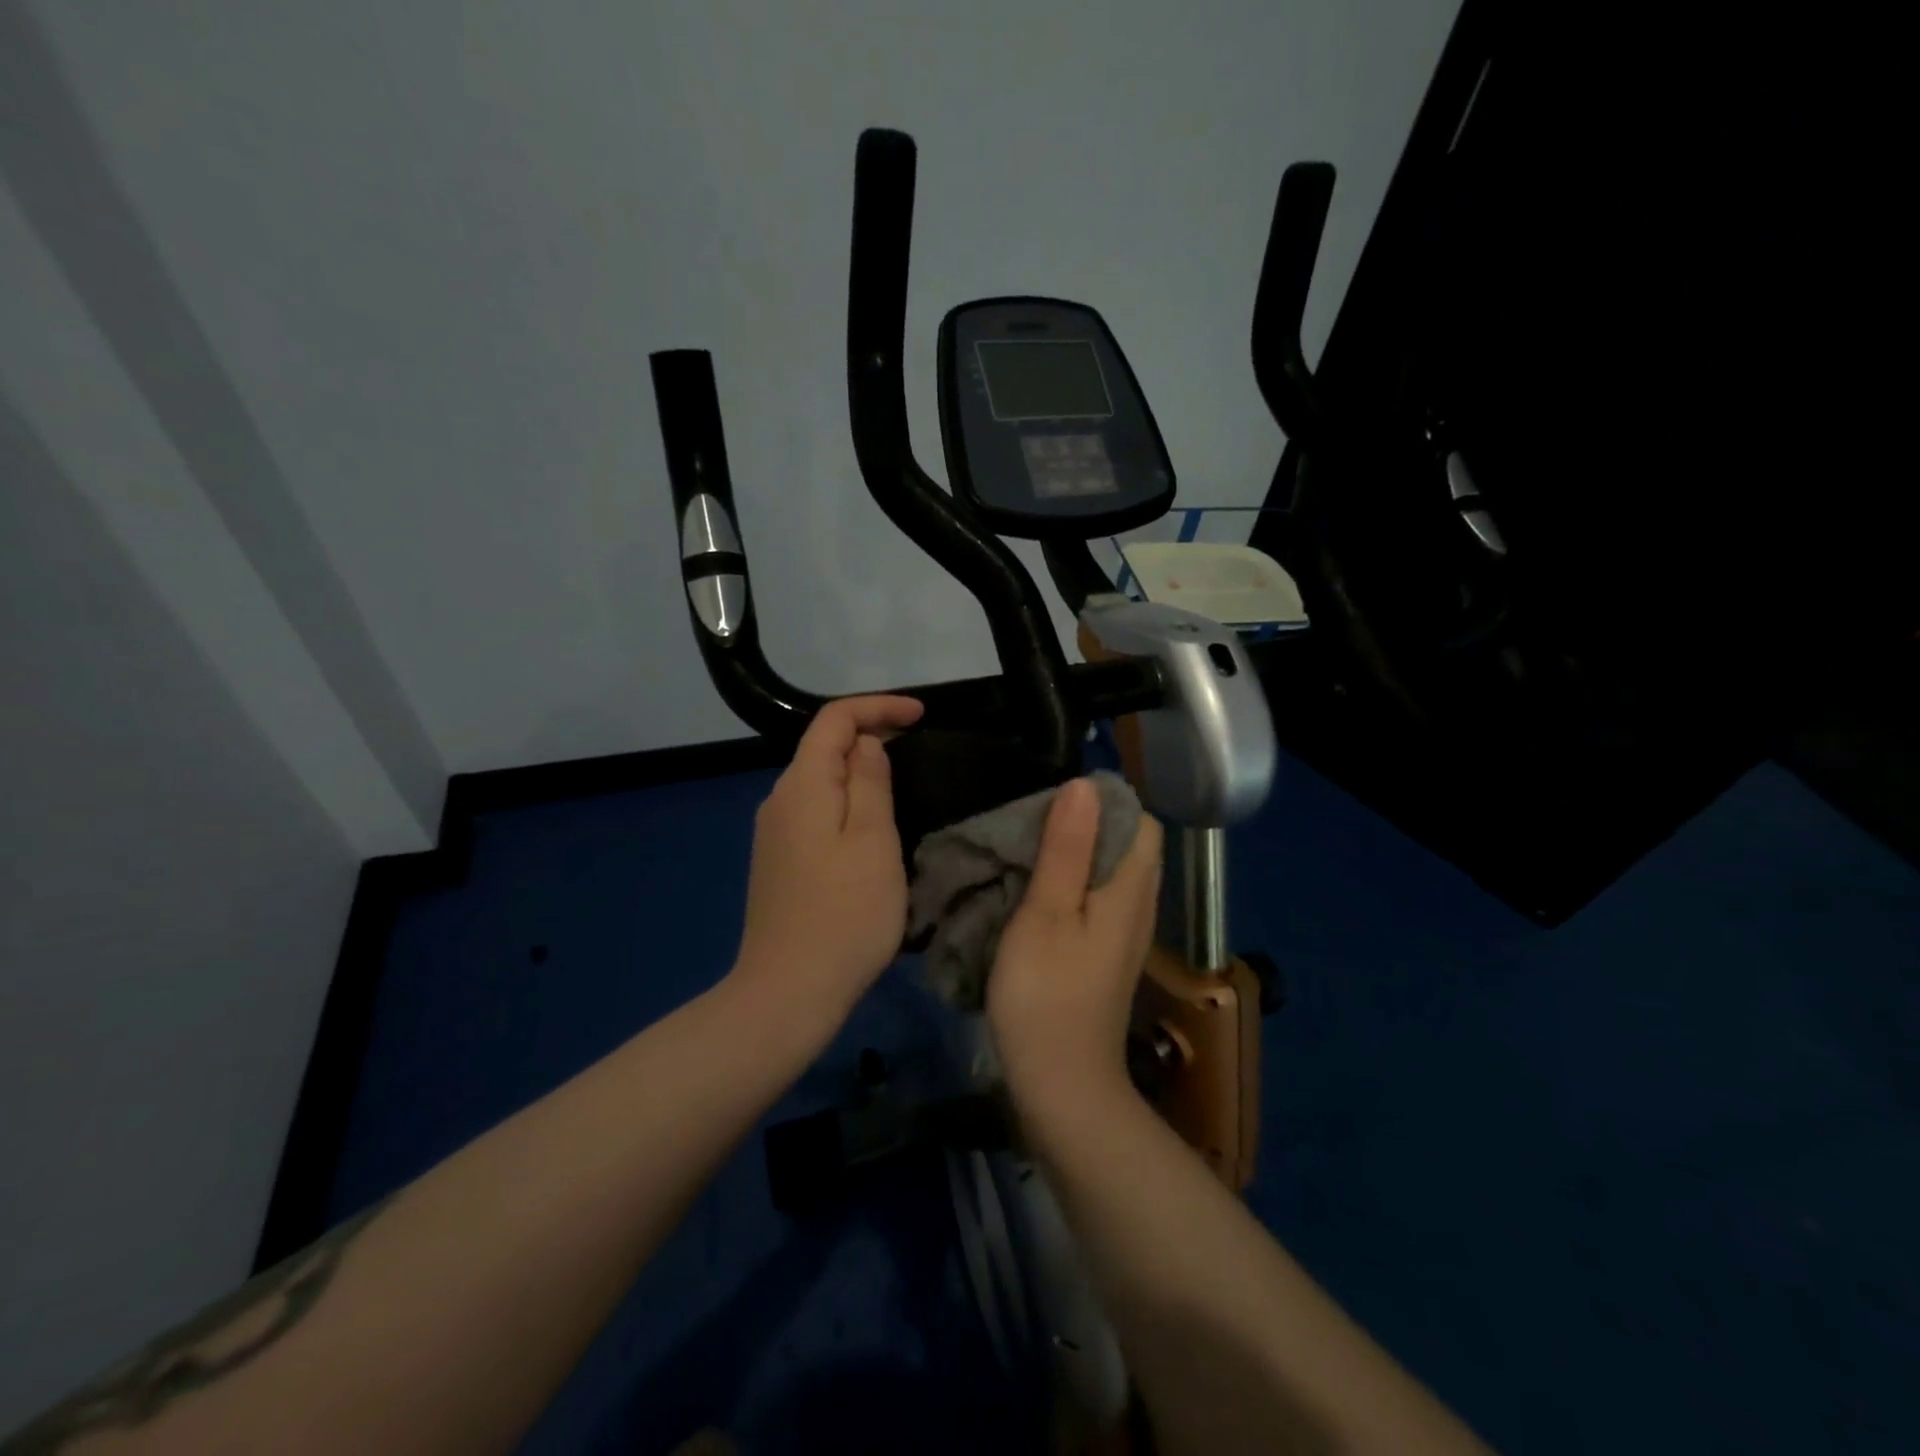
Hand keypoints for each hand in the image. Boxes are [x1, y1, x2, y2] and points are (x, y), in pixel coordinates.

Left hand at [730, 695, 924, 1032]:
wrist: (788, 992)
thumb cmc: (844, 914)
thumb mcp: (872, 840)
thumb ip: (869, 782)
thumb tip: (866, 746)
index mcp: (802, 785)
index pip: (835, 719)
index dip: (879, 707)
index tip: (922, 716)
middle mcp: (779, 800)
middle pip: (823, 747)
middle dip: (870, 734)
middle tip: (919, 745)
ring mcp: (774, 834)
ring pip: (820, 781)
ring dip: (858, 770)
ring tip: (901, 782)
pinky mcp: (778, 862)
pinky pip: (815, 811)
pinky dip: (846, 801)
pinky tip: (869, 826)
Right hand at [988, 777, 1163, 1110]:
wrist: (1062, 1085)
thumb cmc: (1046, 994)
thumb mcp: (1047, 912)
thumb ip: (1067, 849)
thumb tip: (1085, 785)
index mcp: (1131, 889)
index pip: (1141, 820)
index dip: (1104, 801)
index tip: (1054, 801)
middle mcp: (1139, 906)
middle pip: (1128, 844)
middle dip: (1086, 824)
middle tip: (1032, 823)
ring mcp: (1126, 935)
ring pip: (1112, 873)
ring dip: (1077, 855)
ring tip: (1030, 851)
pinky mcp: (1108, 956)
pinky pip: (1100, 900)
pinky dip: (1074, 885)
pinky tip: (1039, 894)